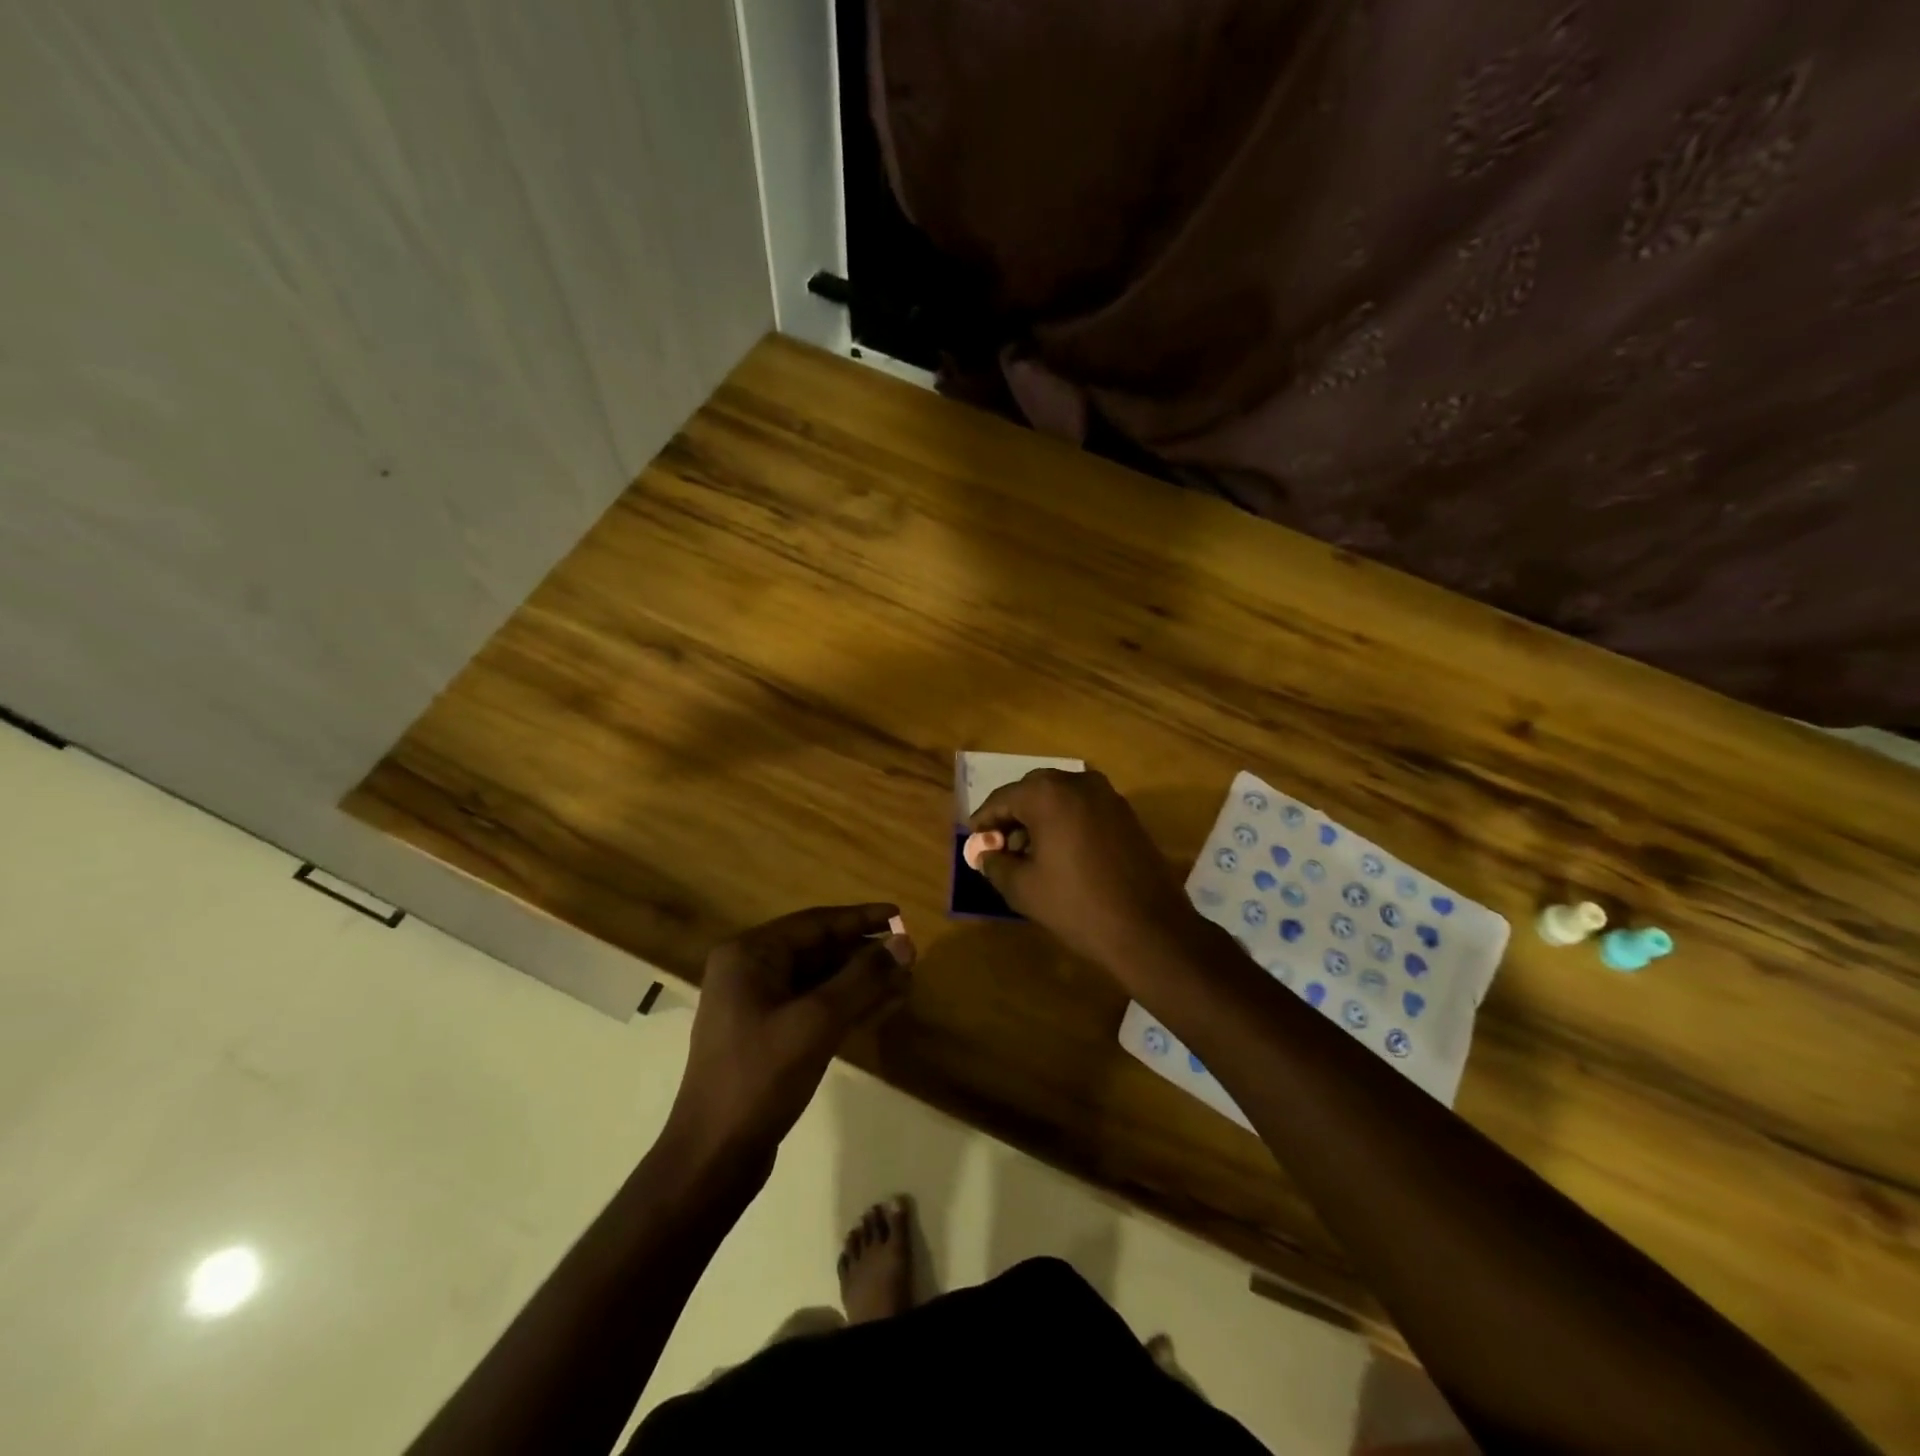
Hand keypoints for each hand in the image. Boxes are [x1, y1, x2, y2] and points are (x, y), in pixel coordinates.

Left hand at [665, 905, 914, 1173]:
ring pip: (820, 981)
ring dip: (861, 981)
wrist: (714, 1158)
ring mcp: (757, 1006)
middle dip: (865, 953)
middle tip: (910, 954)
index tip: (900, 915)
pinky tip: (883, 1006)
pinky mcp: (768, 1036)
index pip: (815, 923)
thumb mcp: (817, 1022)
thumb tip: (905, 942)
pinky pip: (814, 1007)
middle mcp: (750, 971)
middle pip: (818, 950)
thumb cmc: (760, 1077)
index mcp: (750, 955)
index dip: (861, 918)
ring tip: (906, 980)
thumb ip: (863, 978)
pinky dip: (848, 1005)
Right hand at [969, 769, 1209, 976]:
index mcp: (1048, 793)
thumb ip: (995, 864)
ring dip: (1039, 819)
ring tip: (1028, 854)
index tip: (974, 843)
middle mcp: (1078, 782)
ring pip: (1060, 798)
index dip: (983, 821)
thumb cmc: (1077, 905)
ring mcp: (1107, 795)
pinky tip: (1060, 854)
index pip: (1002, 799)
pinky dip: (1065, 822)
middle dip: (1012, 816)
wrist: (1149, 928)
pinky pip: (1083, 808)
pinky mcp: (1126, 814)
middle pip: (1031, 792)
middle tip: (999, 847)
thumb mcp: (1022, 888)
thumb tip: (985, 853)